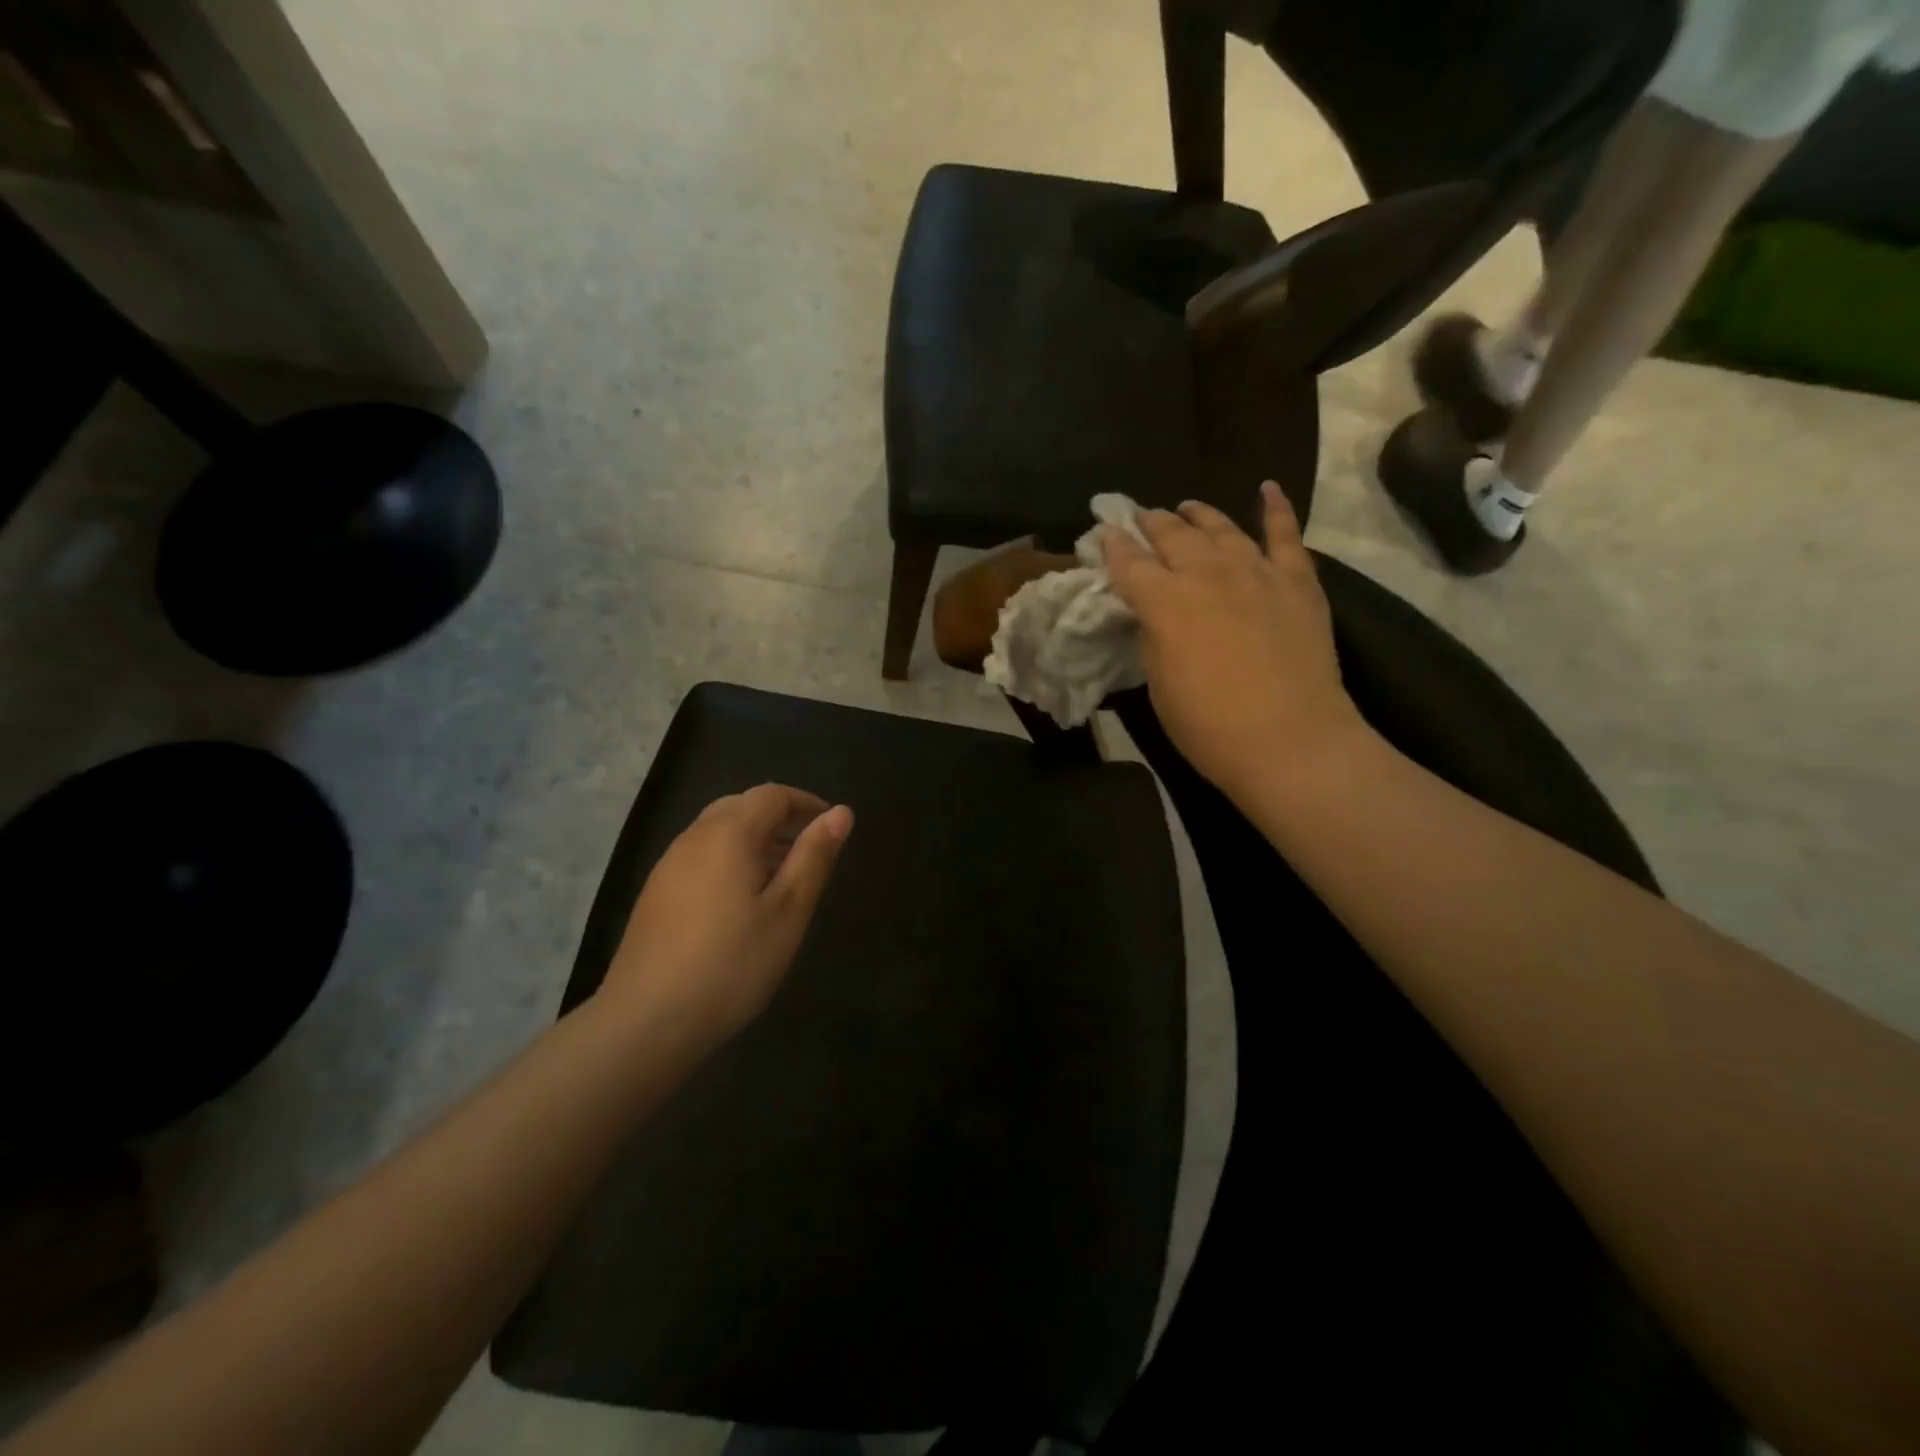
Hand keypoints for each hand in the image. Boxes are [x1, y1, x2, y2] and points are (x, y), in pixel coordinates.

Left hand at [604, 785, 852, 1042]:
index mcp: (729, 833)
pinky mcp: (656, 893)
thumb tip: (841, 812)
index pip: (773, 795)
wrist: (646, 1020)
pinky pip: (701, 856)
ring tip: (783, 877)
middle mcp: (694, 837)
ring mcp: (669, 865)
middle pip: (742, 806)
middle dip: (781, 818)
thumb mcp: (788, 911)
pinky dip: (731, 859)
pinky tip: (742, 901)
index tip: (832, 828)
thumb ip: (814, 856)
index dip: (807, 803)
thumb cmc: (731, 963)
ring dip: (756, 839)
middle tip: (810, 850)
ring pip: (719, 831)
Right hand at [1102, 481, 1364, 796]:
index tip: (1102, 534)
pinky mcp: (1297, 581)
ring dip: (1198, 515)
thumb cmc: (1209, 726)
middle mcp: (1206, 574)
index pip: (1129, 562)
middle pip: (1172, 536)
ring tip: (1185, 507)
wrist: (1290, 740)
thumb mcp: (1160, 684)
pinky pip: (1285, 534)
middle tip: (1139, 517)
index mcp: (1164, 602)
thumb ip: (1153, 638)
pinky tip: (1267, 489)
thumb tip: (1152, 614)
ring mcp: (1256, 572)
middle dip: (1150, 523)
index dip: (1112, 546)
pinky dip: (1276, 508)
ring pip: (1221, 528)